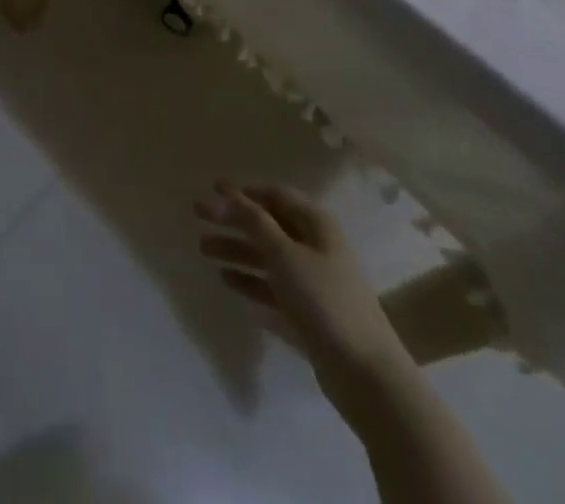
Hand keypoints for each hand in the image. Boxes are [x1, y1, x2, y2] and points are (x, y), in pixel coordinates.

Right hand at [197, 182, 414, 416]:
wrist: (366, 375)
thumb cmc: (324, 300)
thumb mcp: (284, 254)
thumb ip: (253, 222)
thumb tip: (229, 194)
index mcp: (316, 225)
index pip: (275, 196)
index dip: (244, 192)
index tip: (213, 189)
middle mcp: (316, 248)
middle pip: (268, 227)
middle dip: (233, 221)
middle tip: (198, 216)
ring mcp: (314, 283)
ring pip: (268, 259)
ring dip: (236, 251)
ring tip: (203, 250)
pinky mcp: (310, 316)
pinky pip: (273, 290)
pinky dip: (251, 283)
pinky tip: (227, 281)